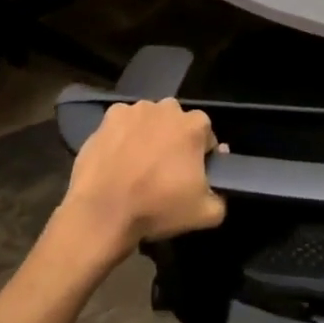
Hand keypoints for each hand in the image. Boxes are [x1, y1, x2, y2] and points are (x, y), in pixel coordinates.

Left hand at [57, 99, 225, 266]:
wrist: (102, 213)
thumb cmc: (157, 207)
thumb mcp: (205, 214)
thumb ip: (220, 198)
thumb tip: (216, 189)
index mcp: (194, 125)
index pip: (206, 135)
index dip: (202, 155)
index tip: (192, 175)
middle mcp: (167, 108)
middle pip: (177, 123)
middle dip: (175, 140)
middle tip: (165, 170)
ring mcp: (134, 110)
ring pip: (149, 120)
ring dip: (148, 135)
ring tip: (138, 165)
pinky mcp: (107, 118)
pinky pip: (122, 124)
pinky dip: (122, 136)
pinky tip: (117, 159)